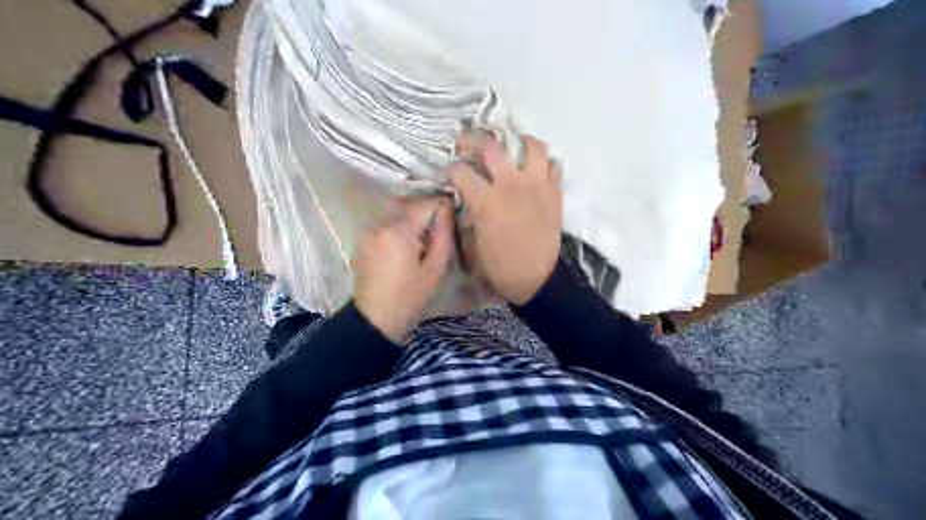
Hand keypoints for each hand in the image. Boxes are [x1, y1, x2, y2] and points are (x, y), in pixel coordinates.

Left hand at [355, 197, 454, 340]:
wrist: (375, 320)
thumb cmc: (411, 297)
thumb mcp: (436, 268)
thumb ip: (444, 234)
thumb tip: (449, 209)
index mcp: (399, 229)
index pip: (428, 203)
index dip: (444, 209)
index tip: (452, 225)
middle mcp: (381, 223)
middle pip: (412, 206)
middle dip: (429, 215)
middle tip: (440, 236)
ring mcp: (369, 231)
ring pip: (399, 214)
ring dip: (414, 223)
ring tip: (425, 244)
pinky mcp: (364, 241)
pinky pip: (388, 226)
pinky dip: (401, 230)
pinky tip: (407, 250)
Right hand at [450, 132, 559, 305]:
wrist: (537, 279)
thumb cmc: (500, 266)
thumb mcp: (473, 241)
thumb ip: (469, 213)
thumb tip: (466, 197)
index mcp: (486, 200)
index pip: (461, 171)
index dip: (450, 168)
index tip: (449, 171)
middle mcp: (511, 184)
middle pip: (491, 146)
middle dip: (473, 139)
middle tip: (467, 142)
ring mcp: (536, 185)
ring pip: (532, 145)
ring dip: (519, 141)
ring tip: (512, 147)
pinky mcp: (554, 192)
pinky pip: (554, 165)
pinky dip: (544, 162)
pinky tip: (535, 170)